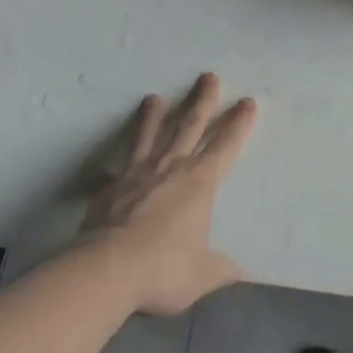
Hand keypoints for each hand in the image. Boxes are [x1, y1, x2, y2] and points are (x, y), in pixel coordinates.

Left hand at [84, 73, 257, 315]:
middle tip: (208, 76)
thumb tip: (242, 276)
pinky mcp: (109, 188)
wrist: (106, 270)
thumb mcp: (202, 275)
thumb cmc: (163, 268)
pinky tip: (104, 166)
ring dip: (154, 116)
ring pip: (149, 135)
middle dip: (202, 100)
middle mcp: (171, 168)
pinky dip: (111, 167)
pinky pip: (112, 172)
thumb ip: (221, 270)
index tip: (247, 102)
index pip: (225, 145)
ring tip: (154, 97)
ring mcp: (137, 174)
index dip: (238, 123)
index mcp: (200, 182)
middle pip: (189, 125)